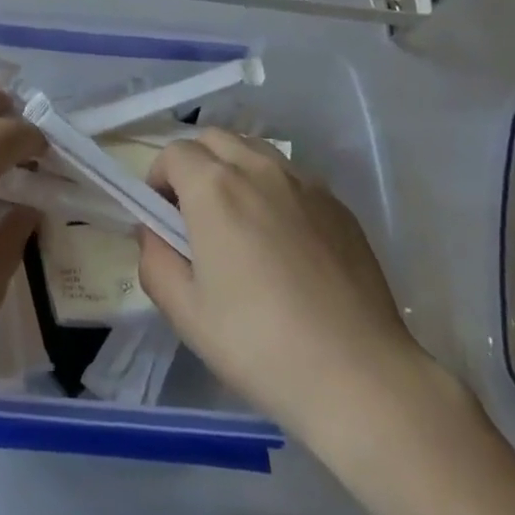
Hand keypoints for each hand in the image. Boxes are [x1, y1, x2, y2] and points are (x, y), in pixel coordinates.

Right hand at [138, 129, 434, 442]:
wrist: (360, 376)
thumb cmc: (259, 344)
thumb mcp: (185, 311)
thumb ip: (154, 260)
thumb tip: (154, 232)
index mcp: (214, 188)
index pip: (173, 153)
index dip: (158, 180)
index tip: (162, 219)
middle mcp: (258, 169)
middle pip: (213, 139)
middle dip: (194, 165)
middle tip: (194, 215)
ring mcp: (304, 183)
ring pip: (254, 150)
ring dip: (233, 169)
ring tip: (239, 222)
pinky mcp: (338, 204)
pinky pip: (291, 176)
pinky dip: (272, 188)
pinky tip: (283, 241)